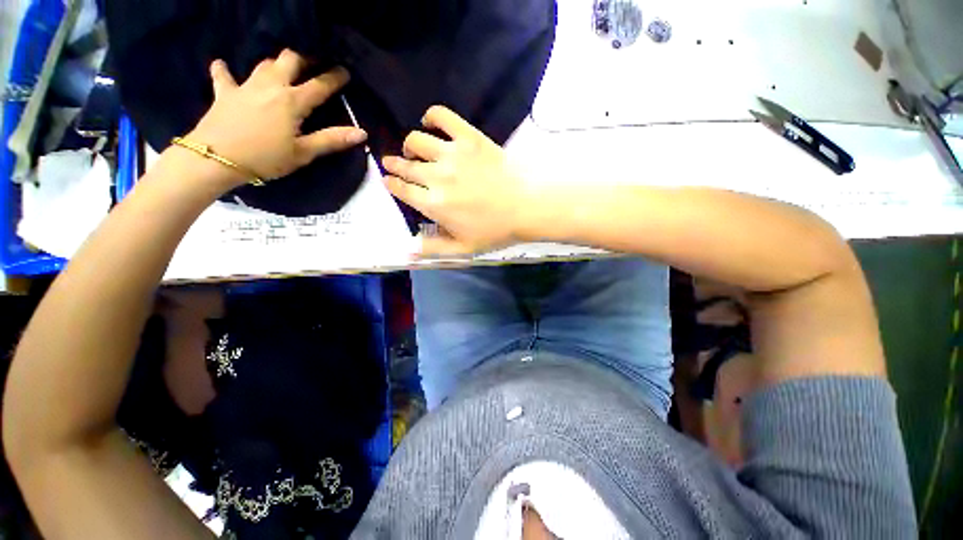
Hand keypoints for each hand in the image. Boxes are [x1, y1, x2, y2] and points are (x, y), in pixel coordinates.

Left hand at [187, 49, 366, 188]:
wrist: (214, 160)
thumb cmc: (259, 160)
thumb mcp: (298, 156)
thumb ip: (329, 141)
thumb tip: (361, 132)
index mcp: (294, 100)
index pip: (322, 83)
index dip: (336, 76)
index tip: (343, 74)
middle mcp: (274, 84)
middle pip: (292, 59)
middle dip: (303, 59)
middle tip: (307, 67)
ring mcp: (248, 86)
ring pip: (265, 64)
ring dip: (272, 65)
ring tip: (275, 70)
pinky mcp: (225, 93)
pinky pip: (222, 77)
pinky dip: (221, 70)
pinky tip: (219, 64)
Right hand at [383, 106, 528, 256]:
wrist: (529, 204)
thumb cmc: (497, 228)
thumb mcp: (463, 248)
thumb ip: (432, 247)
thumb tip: (407, 249)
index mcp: (433, 204)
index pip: (401, 189)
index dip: (391, 183)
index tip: (388, 179)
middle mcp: (436, 177)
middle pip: (405, 166)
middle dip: (394, 164)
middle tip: (393, 162)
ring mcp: (452, 154)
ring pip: (416, 140)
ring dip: (410, 144)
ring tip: (415, 148)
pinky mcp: (468, 136)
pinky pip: (442, 117)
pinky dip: (432, 116)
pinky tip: (429, 121)